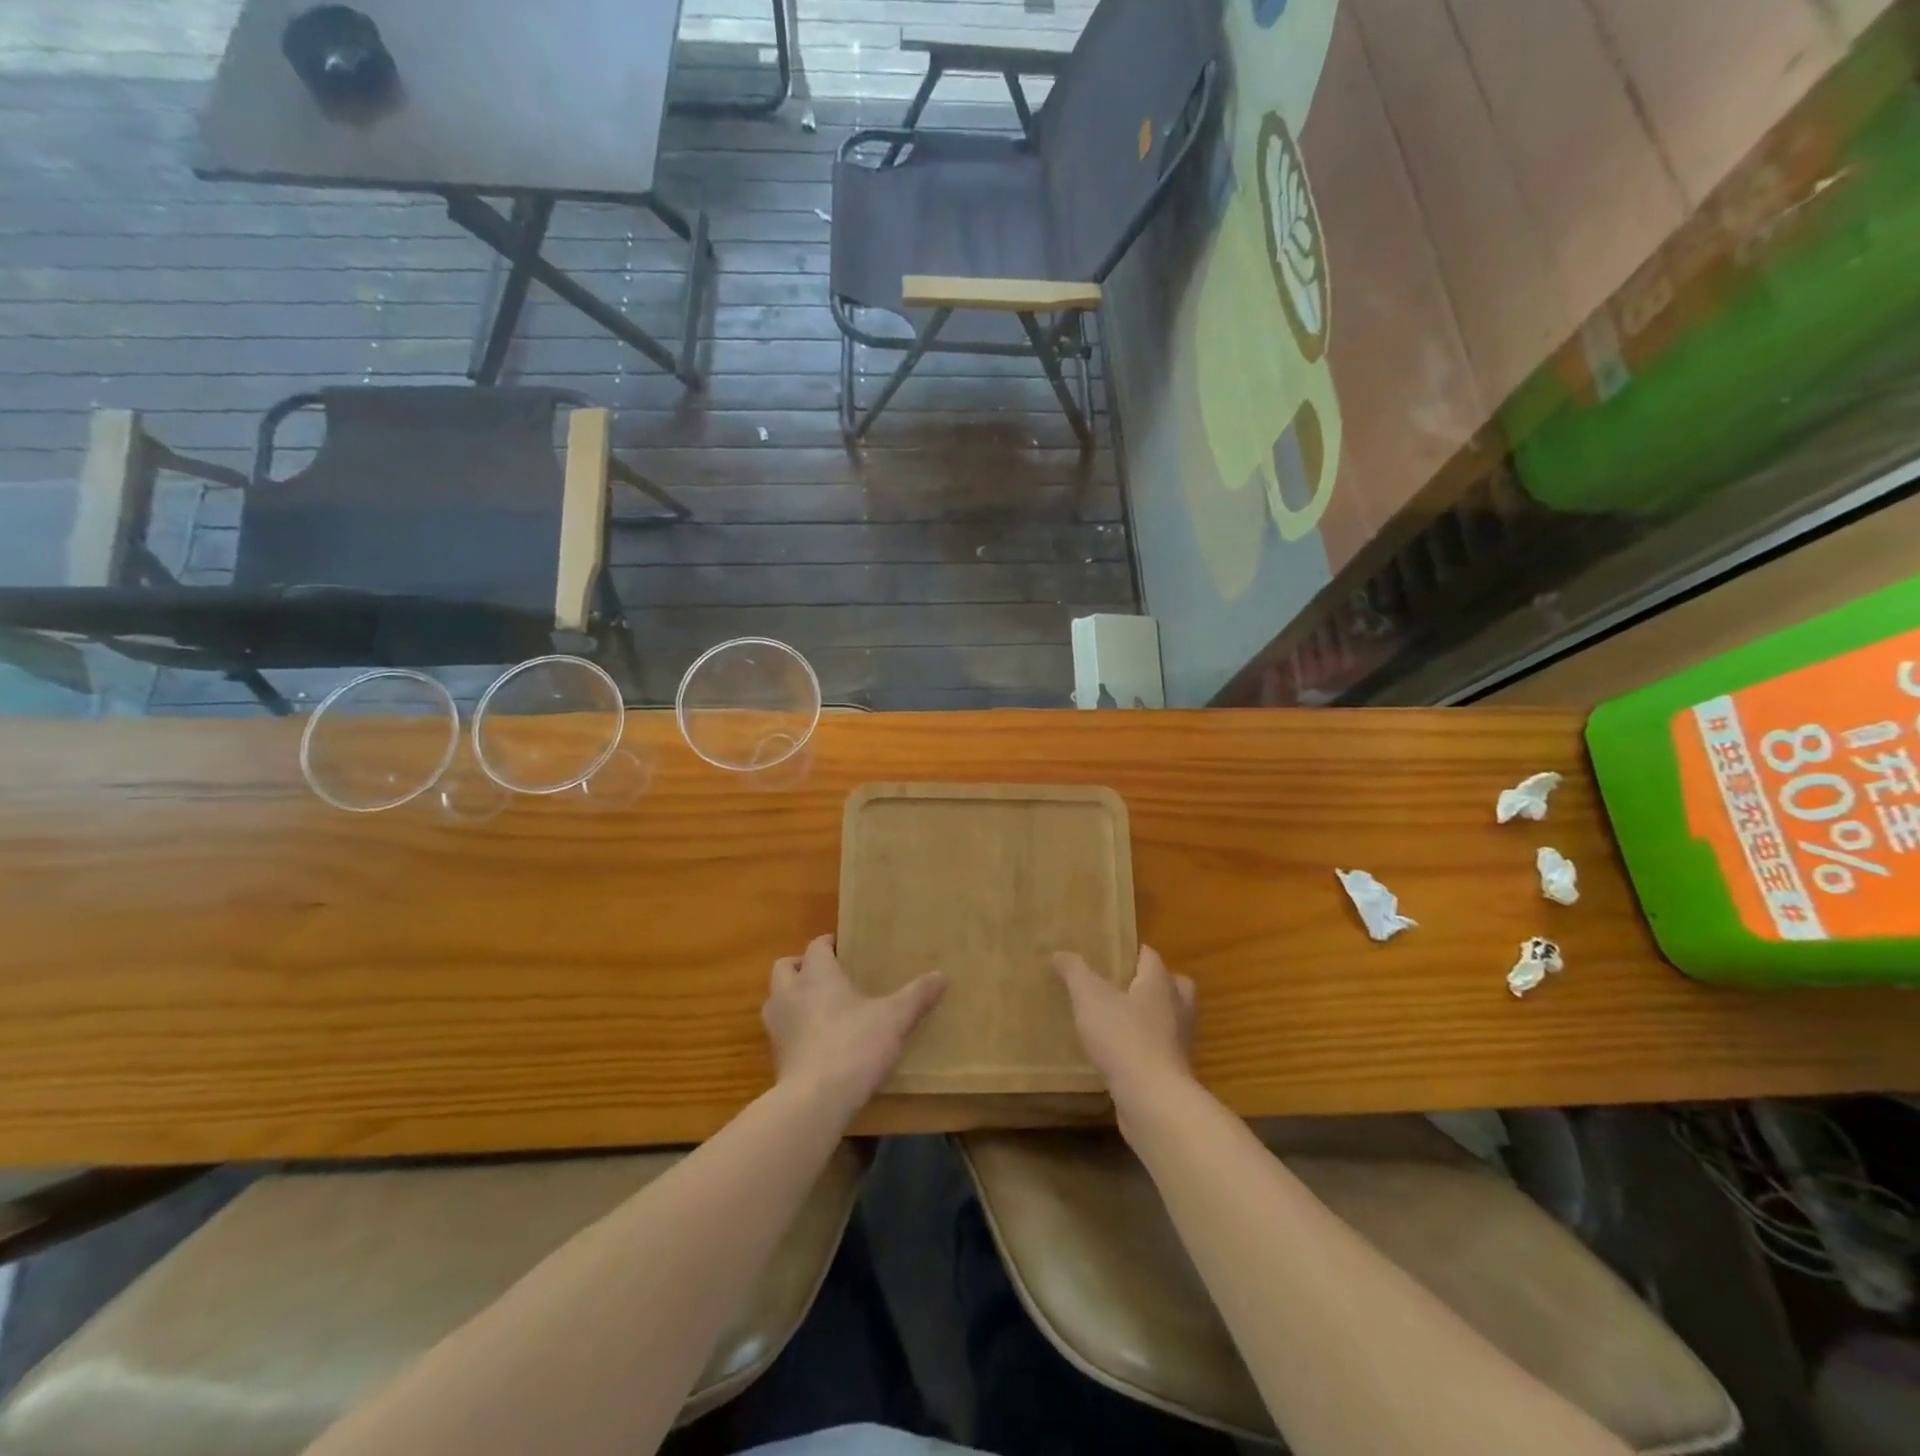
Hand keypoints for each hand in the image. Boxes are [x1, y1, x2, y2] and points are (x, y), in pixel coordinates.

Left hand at [764, 935, 945, 1112]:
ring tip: (818, 1007)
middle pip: (784, 967)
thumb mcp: (894, 1018)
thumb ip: (916, 996)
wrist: (815, 1100)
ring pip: (776, 998)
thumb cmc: (854, 1045)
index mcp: (817, 974)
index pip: (816, 946)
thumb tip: (942, 976)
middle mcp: (790, 993)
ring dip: (792, 997)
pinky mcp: (775, 1057)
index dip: (828, 944)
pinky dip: (793, 1029)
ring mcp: (777, 1026)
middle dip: (801, 966)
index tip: (843, 947)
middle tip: (826, 974)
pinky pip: (781, 1031)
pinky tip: (816, 1042)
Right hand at [1053, 946, 1196, 1104]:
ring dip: (1149, 1018)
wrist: (1152, 1101)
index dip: (1131, 951)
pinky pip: (1160, 1050)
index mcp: (1160, 984)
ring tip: (1118, 1020)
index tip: (1109, 953)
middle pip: (1172, 986)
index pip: (1150, 956)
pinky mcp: (1173, 1073)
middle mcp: (1177, 1008)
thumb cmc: (1123, 1038)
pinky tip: (1120, 1054)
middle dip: (1152, 983)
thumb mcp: (1089, 997)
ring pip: (1168, 1019)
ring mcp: (1178, 1043)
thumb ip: (1075, 972)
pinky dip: (1144, 1048)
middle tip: (1122, 985)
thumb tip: (1059, 953)